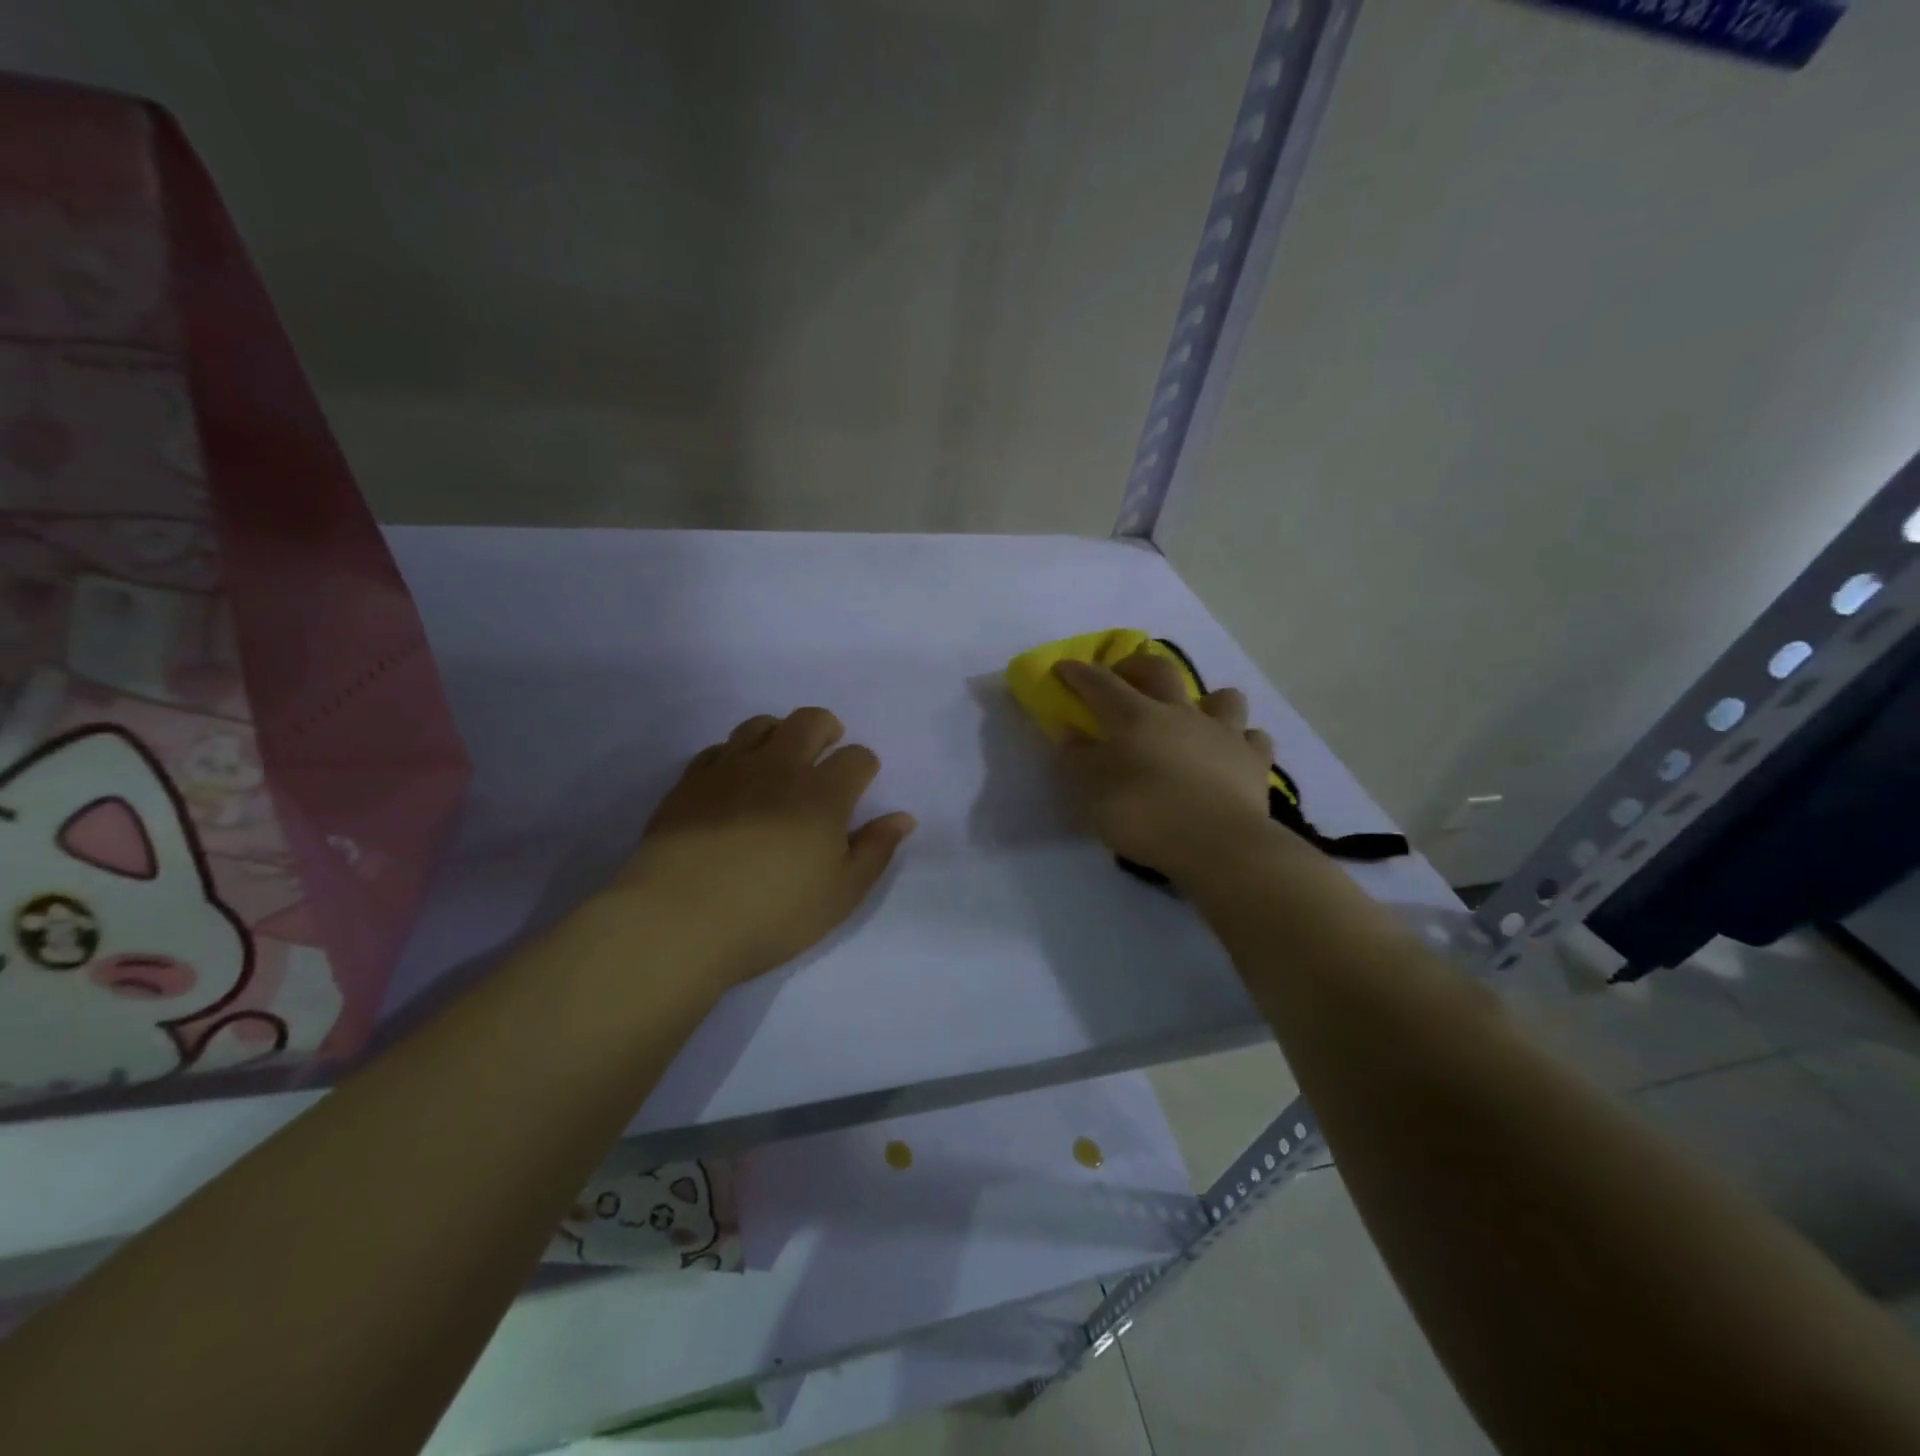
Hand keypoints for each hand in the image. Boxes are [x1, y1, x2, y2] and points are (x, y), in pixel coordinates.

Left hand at [607, 707, 916, 989]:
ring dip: (779, 733)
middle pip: (809, 720)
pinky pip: (717, 749)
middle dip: (827, 728)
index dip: (865, 765)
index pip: (857, 757)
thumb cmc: (772, 914)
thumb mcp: (841, 894)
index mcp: (823, 794)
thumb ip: (875, 850)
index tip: (860, 782)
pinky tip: (734, 779)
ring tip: (780, 758)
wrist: (679, 921)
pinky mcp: (690, 782)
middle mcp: (780, 768)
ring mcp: (730, 769)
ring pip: (760, 725)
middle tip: (827, 749)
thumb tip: (903, 817)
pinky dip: (734, 754)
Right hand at [1053, 649, 1275, 882]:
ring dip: (1205, 700)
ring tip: (1192, 717)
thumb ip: (1077, 759)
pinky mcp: (1254, 760)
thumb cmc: (1146, 816)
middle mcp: (1179, 713)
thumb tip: (1070, 731)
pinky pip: (1252, 738)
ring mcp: (1223, 733)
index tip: (1063, 667)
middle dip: (1136, 667)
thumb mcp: (1092, 792)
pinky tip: (1230, 753)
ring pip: (1221, 697)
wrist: (1219, 845)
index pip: (1100, 683)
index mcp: (1135, 717)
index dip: (1079, 673)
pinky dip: (1240, 740)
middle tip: (1122, 678)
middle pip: (1159, 670)